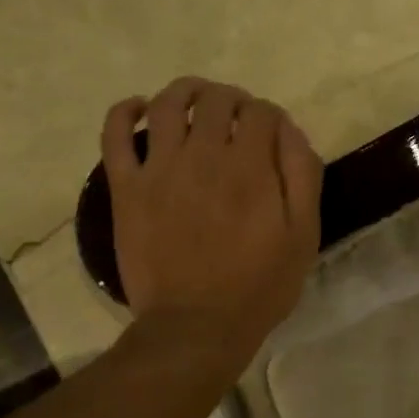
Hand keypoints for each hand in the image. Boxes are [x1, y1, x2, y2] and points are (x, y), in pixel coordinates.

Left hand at [101, 78, 322, 356]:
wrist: (197, 326)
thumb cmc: (260, 284)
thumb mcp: (304, 235)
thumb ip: (303, 176)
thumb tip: (289, 130)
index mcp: (251, 167)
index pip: (262, 112)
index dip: (271, 114)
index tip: (273, 132)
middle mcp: (204, 155)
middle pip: (216, 100)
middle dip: (233, 99)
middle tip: (237, 116)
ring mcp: (160, 169)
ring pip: (167, 104)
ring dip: (185, 91)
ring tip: (195, 99)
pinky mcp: (127, 188)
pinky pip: (114, 135)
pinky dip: (125, 111)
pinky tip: (139, 109)